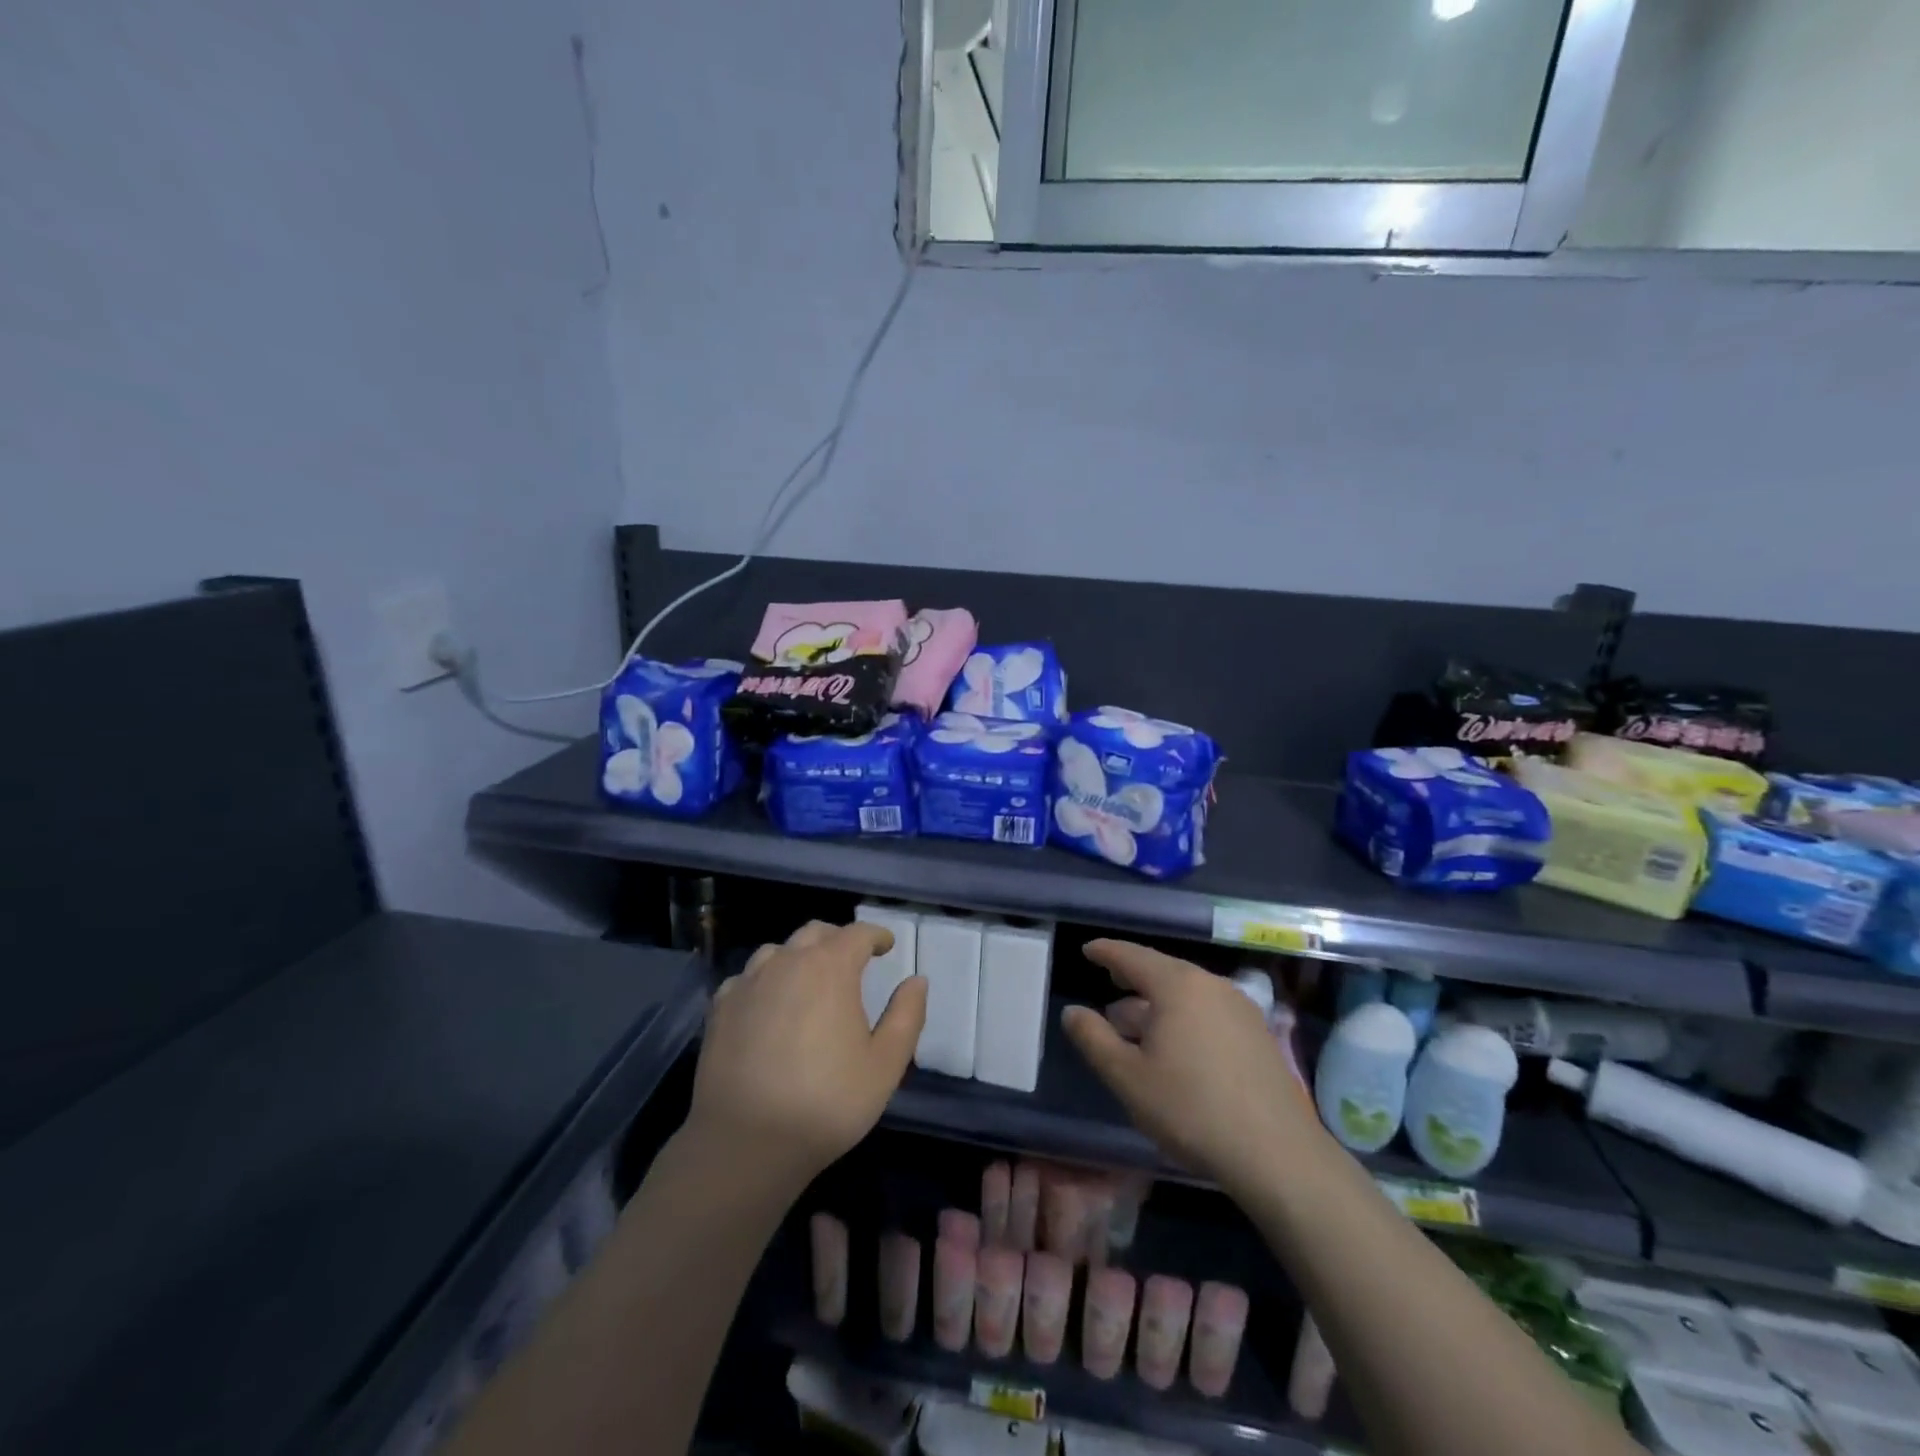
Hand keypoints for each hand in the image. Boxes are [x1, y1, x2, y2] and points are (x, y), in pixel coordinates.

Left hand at [687, 920, 926, 1193]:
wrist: (746, 1143)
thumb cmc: (826, 1102)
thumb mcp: (885, 1065)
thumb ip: (907, 1016)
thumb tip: (917, 980)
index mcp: (830, 968)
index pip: (857, 934)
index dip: (876, 935)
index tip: (887, 945)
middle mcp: (786, 962)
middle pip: (815, 933)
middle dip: (838, 939)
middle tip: (852, 960)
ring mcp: (748, 983)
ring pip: (777, 951)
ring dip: (799, 957)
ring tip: (809, 981)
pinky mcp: (720, 1008)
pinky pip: (747, 978)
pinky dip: (765, 981)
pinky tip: (768, 1005)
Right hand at [1063, 940, 1322, 1194]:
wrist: (1277, 1154)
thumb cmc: (1191, 1109)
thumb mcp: (1127, 1077)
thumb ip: (1093, 1038)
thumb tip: (1072, 1012)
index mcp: (1176, 985)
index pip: (1132, 956)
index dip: (1106, 952)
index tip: (1088, 950)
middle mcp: (1210, 984)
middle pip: (1162, 970)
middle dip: (1132, 977)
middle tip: (1109, 980)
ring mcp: (1239, 1008)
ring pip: (1186, 993)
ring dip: (1157, 1002)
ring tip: (1135, 1024)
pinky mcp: (1257, 1034)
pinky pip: (1207, 1010)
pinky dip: (1182, 1016)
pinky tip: (1175, 1046)